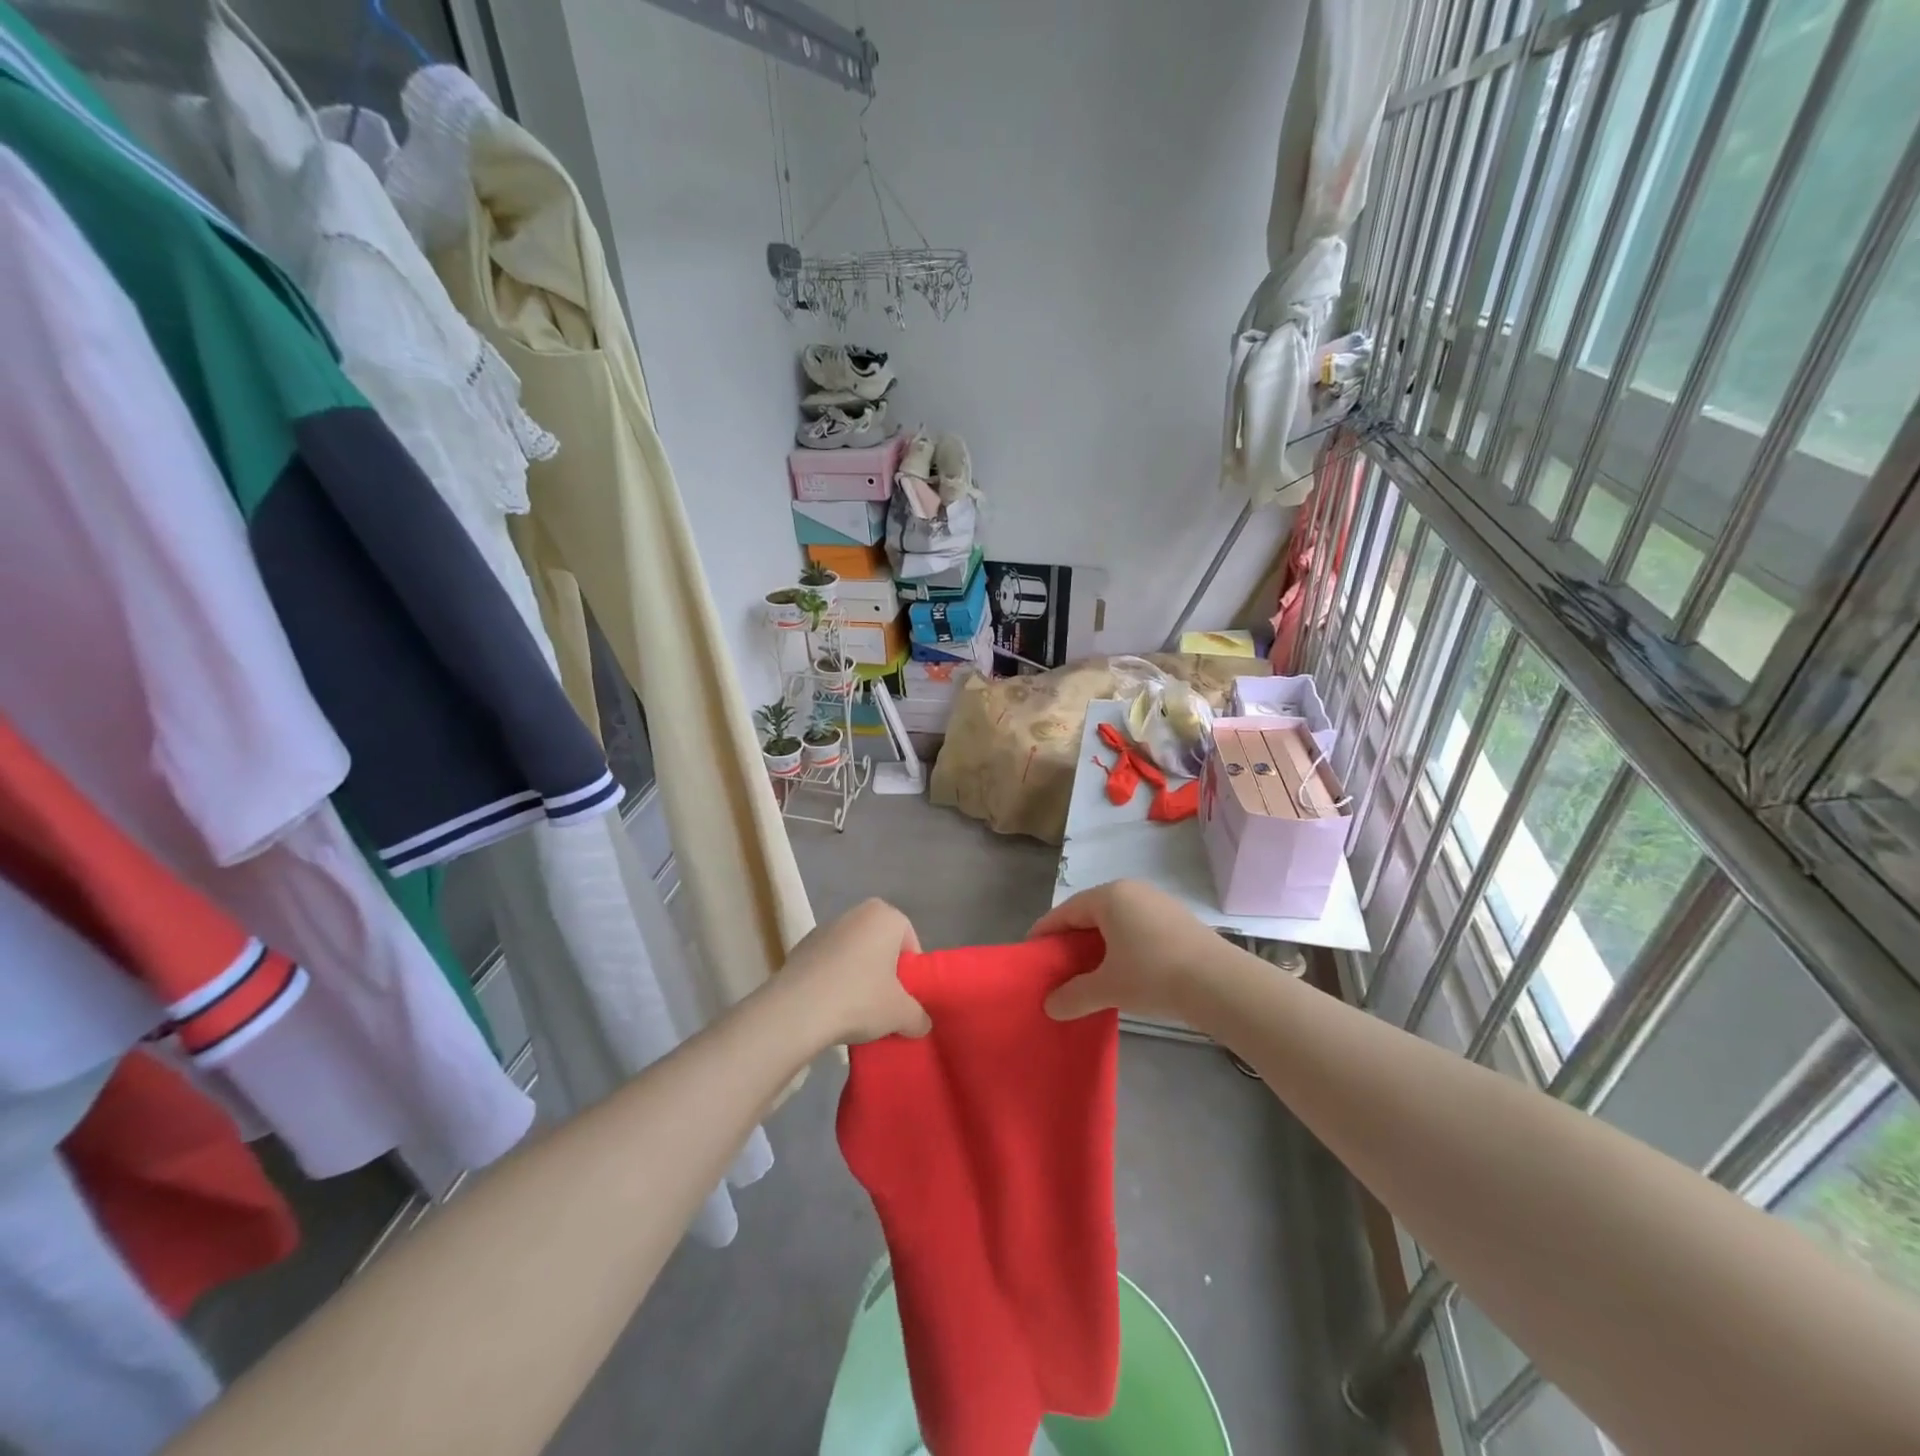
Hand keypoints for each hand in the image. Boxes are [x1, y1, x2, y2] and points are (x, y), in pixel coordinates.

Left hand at [776, 899, 930, 1045]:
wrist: (798, 1010)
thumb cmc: (860, 999)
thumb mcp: (900, 1014)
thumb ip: (918, 1017)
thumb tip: (921, 1024)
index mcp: (885, 916)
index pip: (909, 941)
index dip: (911, 971)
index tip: (906, 997)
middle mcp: (856, 913)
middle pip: (880, 944)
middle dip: (884, 970)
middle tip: (885, 1002)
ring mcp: (824, 928)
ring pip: (853, 952)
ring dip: (857, 974)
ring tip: (855, 1009)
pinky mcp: (801, 947)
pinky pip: (828, 963)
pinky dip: (833, 979)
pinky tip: (830, 1006)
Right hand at [1032, 880, 1226, 1024]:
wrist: (1220, 983)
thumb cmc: (1154, 975)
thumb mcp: (1108, 987)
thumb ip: (1074, 995)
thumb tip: (1050, 1006)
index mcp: (1110, 896)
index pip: (1066, 911)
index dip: (1046, 932)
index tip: (1032, 951)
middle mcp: (1132, 890)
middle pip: (1091, 913)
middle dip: (1073, 939)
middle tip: (1058, 966)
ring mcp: (1158, 903)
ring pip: (1116, 920)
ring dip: (1099, 944)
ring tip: (1089, 972)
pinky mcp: (1178, 920)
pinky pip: (1137, 927)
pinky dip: (1123, 945)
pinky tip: (1123, 970)